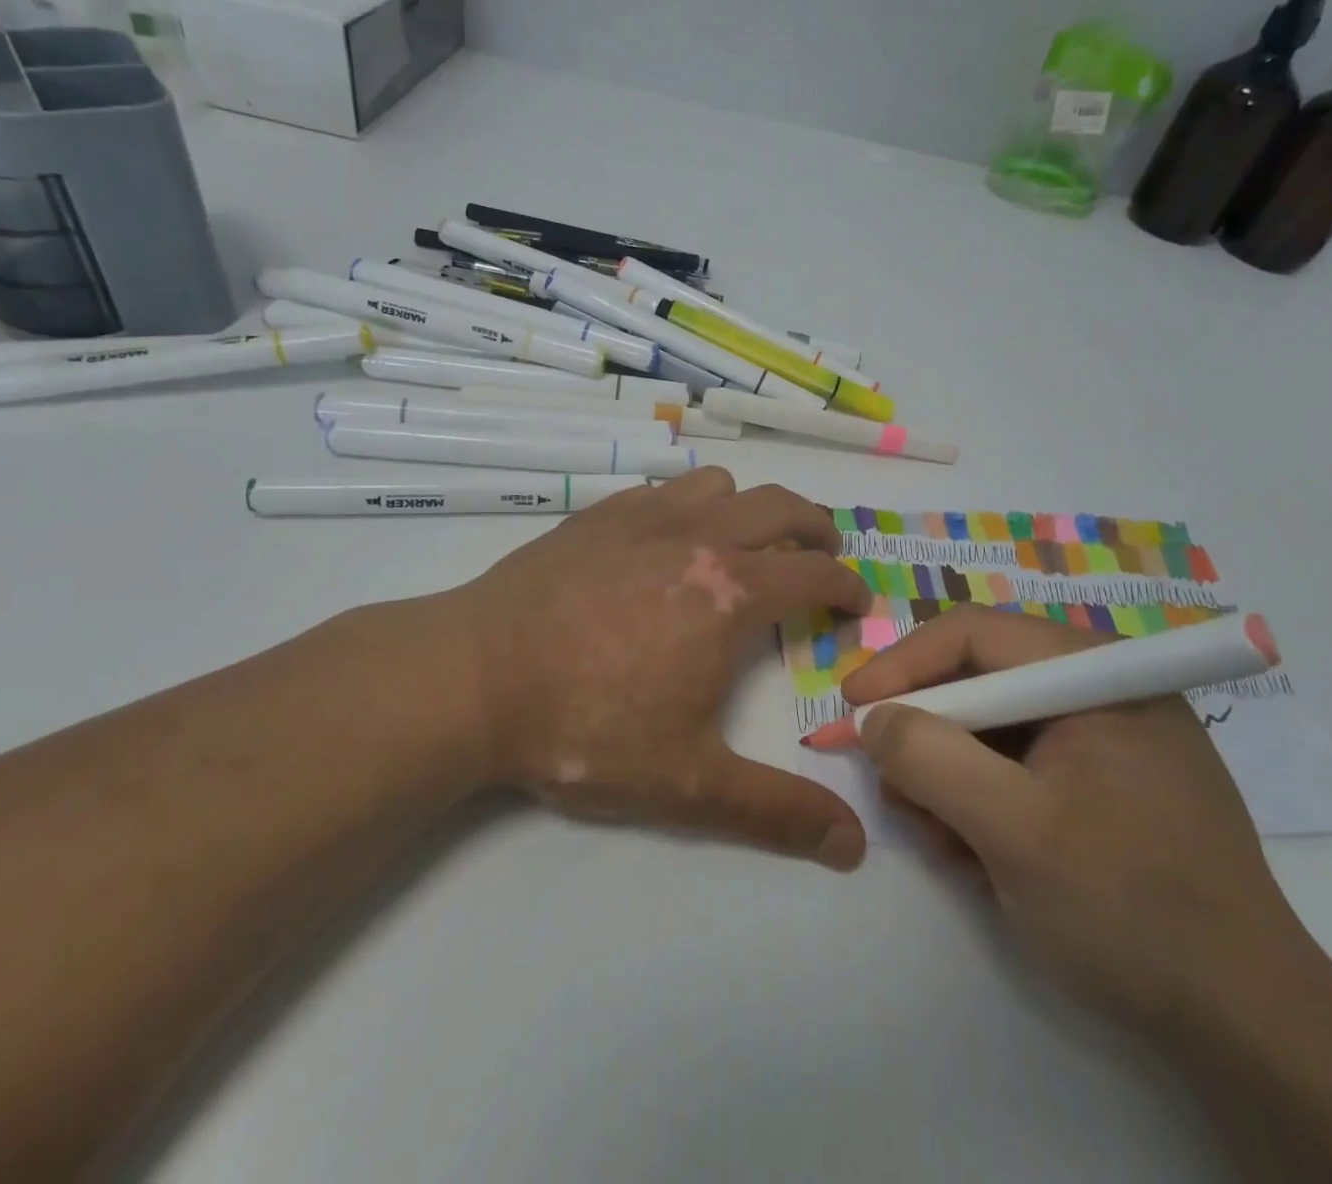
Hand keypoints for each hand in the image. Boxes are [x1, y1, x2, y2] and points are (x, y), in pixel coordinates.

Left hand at [441, 468, 873, 868]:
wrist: (473, 678)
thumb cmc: (585, 727)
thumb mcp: (687, 784)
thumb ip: (776, 812)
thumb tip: (853, 845)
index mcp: (730, 592)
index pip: (815, 572)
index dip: (848, 586)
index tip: (857, 604)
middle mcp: (697, 537)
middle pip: (780, 506)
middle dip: (816, 527)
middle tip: (824, 553)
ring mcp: (643, 517)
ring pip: (719, 485)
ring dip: (748, 507)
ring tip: (745, 543)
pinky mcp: (596, 514)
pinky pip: (662, 489)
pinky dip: (688, 504)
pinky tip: (667, 540)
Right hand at [841, 605, 1307, 1030]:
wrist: (1250, 1031)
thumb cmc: (1131, 910)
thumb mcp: (1014, 830)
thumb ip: (931, 759)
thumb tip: (875, 719)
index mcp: (1095, 674)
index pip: (974, 636)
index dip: (902, 666)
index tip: (850, 709)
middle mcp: (1101, 690)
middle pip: (980, 682)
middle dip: (929, 736)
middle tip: (895, 790)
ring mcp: (1106, 738)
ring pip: (992, 730)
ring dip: (951, 779)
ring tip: (945, 841)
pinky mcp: (1105, 783)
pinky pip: (1019, 768)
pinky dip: (983, 802)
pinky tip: (978, 855)